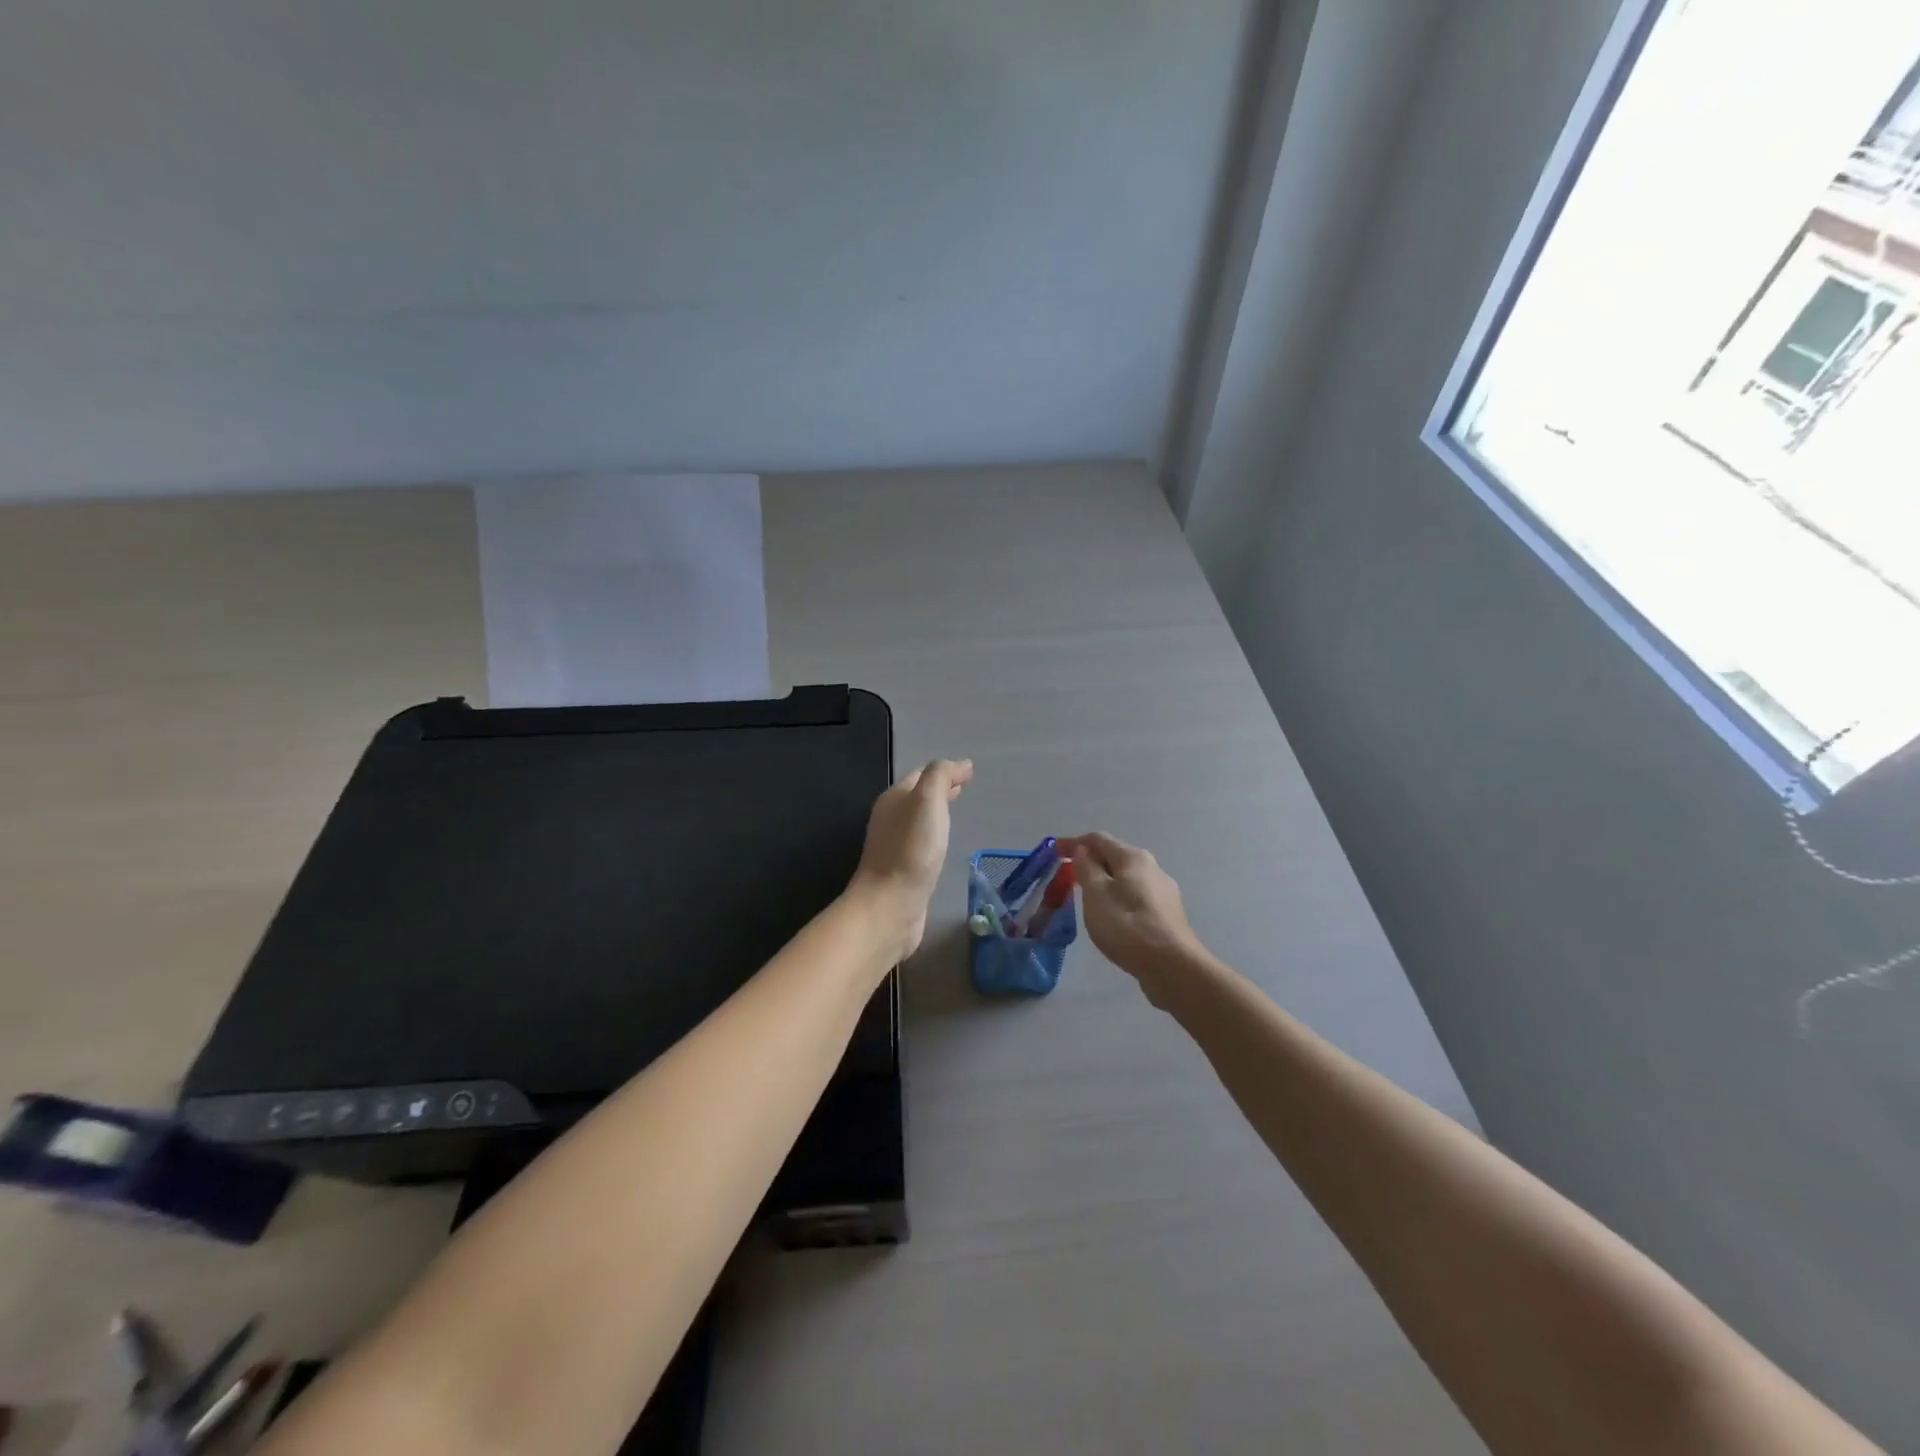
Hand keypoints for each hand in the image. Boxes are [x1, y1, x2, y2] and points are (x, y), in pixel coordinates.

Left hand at [850, 759, 973, 959]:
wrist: (890, 906)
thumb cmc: (911, 850)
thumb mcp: (927, 801)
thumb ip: (940, 776)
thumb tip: (961, 764)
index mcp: (894, 799)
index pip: (921, 775)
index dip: (945, 771)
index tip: (970, 772)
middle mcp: (890, 819)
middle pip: (918, 797)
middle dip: (940, 789)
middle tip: (965, 787)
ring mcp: (894, 847)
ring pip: (919, 821)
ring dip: (937, 813)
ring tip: (957, 811)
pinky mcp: (902, 871)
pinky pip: (921, 844)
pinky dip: (935, 836)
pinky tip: (944, 844)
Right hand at [1058, 832, 1208, 998]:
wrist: (1172, 966)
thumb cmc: (1126, 925)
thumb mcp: (1096, 894)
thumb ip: (1086, 868)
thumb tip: (1083, 851)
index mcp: (1133, 857)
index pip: (1097, 839)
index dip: (1073, 843)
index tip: (1053, 852)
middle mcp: (1152, 868)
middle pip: (1114, 857)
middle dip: (1089, 863)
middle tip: (1067, 878)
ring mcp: (1163, 892)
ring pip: (1125, 879)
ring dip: (1104, 883)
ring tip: (1086, 900)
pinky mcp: (1167, 915)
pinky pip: (1135, 898)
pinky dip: (1117, 899)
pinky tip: (1111, 918)